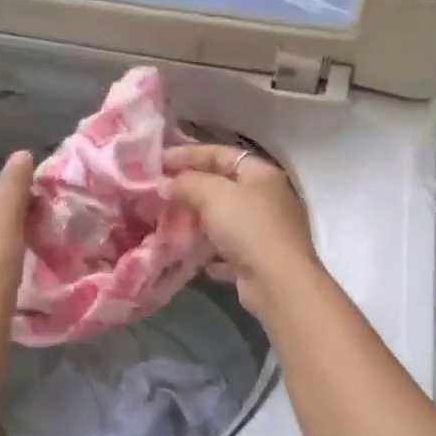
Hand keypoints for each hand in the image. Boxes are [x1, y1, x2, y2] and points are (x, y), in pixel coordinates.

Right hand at [164, 145, 319, 319]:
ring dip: (197, 221)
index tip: (158, 160)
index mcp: (261, 174)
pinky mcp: (257, 260)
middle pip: (222, 186)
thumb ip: (186, 183)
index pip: (221, 154)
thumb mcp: (213, 195)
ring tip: (167, 222)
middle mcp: (267, 199)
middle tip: (158, 191)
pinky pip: (227, 249)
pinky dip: (208, 250)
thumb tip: (163, 183)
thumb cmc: (248, 227)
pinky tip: (188, 253)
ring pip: (224, 219)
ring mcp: (264, 231)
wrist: (277, 282)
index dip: (188, 153)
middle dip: (190, 189)